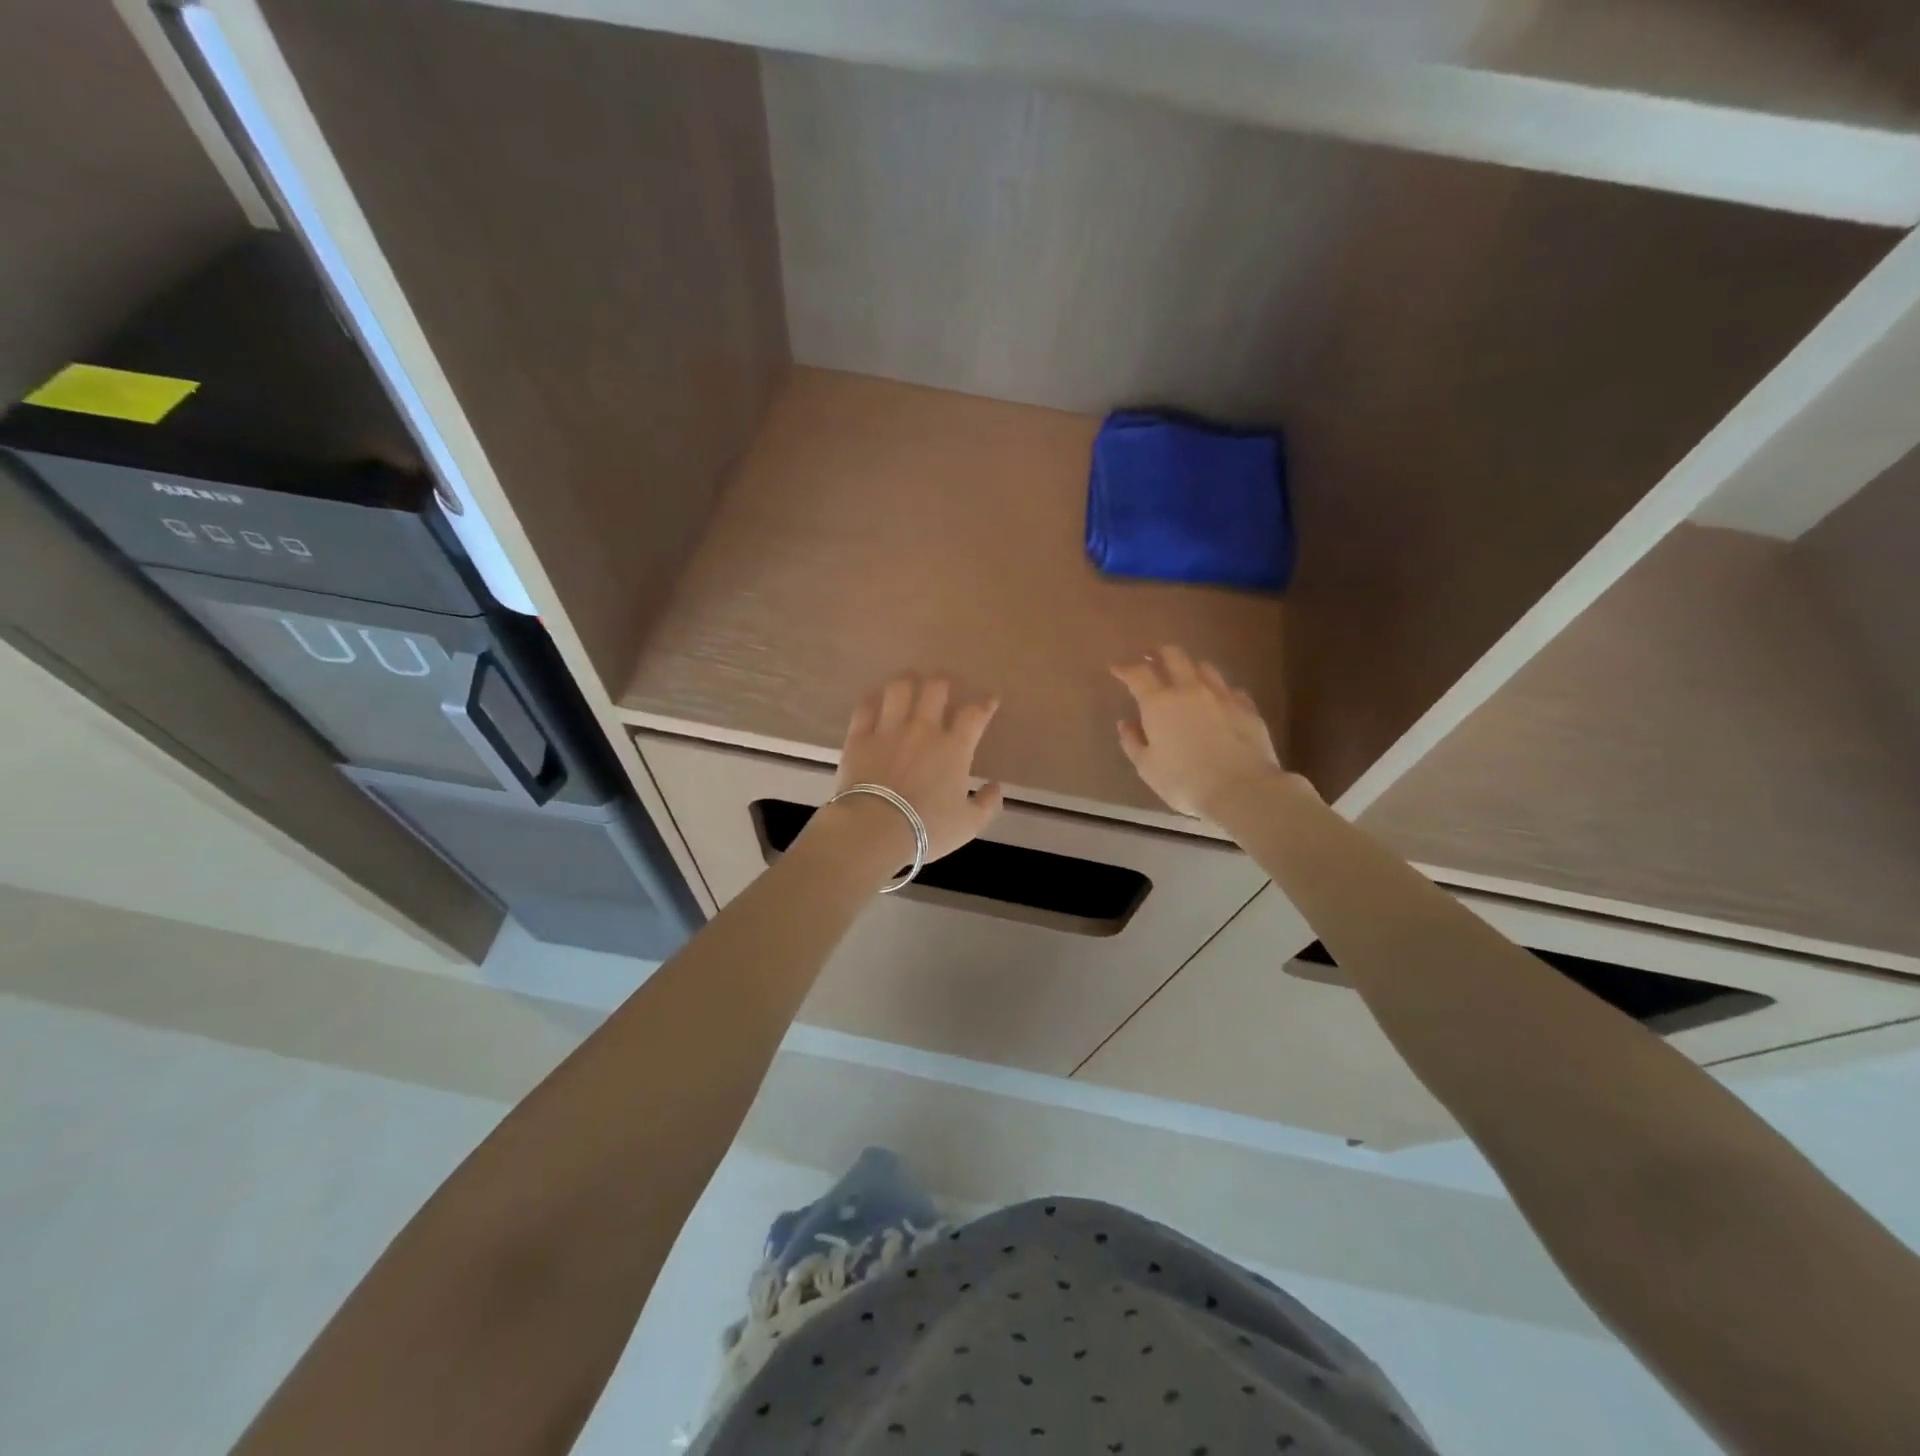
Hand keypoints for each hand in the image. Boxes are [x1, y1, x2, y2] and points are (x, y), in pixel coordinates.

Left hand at [825, 674, 1005, 864]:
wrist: (874, 829)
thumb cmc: (927, 829)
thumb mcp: (969, 825)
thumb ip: (987, 804)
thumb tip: (995, 787)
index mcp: (954, 748)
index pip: (975, 714)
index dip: (985, 703)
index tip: (990, 699)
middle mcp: (923, 729)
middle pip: (935, 689)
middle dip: (943, 682)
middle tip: (944, 687)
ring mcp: (888, 730)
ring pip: (899, 689)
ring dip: (907, 682)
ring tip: (910, 683)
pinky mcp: (859, 737)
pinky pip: (865, 707)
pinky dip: (873, 700)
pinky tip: (876, 700)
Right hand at [1113, 645, 1306, 817]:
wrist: (1241, 790)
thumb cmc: (1184, 782)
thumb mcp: (1147, 767)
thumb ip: (1133, 742)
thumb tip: (1126, 723)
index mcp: (1159, 703)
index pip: (1137, 674)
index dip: (1125, 668)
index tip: (1116, 668)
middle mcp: (1190, 690)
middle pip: (1174, 656)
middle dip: (1160, 653)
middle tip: (1152, 656)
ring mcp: (1222, 696)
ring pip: (1205, 668)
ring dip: (1191, 669)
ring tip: (1187, 677)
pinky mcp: (1247, 708)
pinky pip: (1230, 690)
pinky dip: (1219, 692)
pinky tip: (1219, 702)